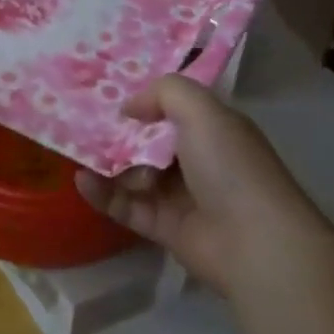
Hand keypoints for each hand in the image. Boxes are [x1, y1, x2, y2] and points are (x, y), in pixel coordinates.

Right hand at [76, 77, 331, 294]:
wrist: (253, 241)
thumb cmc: (230, 166)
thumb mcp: (202, 111)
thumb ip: (165, 93)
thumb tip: (130, 106)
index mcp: (213, 129)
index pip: (173, 110)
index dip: (143, 102)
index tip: (107, 96)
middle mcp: (197, 160)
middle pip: (148, 142)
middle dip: (118, 134)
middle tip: (82, 124)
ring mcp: (179, 196)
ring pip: (133, 174)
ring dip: (107, 164)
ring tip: (80, 153)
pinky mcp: (162, 227)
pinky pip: (126, 206)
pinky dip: (103, 193)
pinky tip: (81, 180)